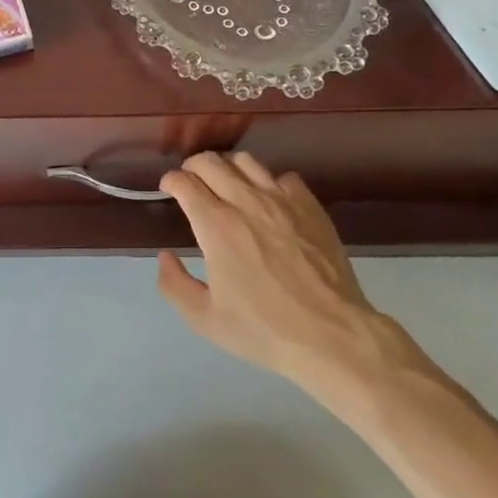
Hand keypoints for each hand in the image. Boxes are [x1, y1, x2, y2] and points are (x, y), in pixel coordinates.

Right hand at [156, 152, 422, 393]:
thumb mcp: (205, 319)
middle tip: (191, 183)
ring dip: (228, 168)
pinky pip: (283, 177)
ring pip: (246, 161)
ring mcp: (282, 200)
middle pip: (211, 162)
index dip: (171, 181)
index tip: (169, 189)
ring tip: (227, 185)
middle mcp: (246, 202)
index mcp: (216, 226)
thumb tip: (166, 257)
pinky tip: (269, 202)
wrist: (332, 335)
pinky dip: (268, 183)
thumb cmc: (264, 329)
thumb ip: (174, 285)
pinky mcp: (310, 206)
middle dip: (193, 167)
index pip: (185, 182)